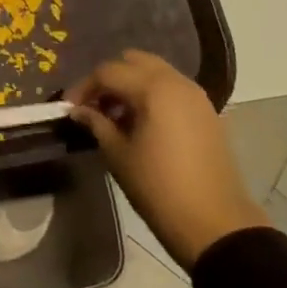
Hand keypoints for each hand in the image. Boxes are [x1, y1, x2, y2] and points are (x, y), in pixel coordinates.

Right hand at [65, 49, 266, 269]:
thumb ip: (97, 124)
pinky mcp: (207, 111)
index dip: (83, 87)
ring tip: (117, 117)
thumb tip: (78, 110)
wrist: (217, 225)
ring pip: (155, 72)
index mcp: (153, 88)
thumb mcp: (119, 156)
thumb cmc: (159, 189)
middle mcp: (176, 81)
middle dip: (110, 79)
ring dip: (132, 85)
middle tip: (95, 106)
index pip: (108, 72)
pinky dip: (153, 94)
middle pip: (133, 62)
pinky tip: (143, 124)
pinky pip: (172, 88)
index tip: (69, 108)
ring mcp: (195, 95)